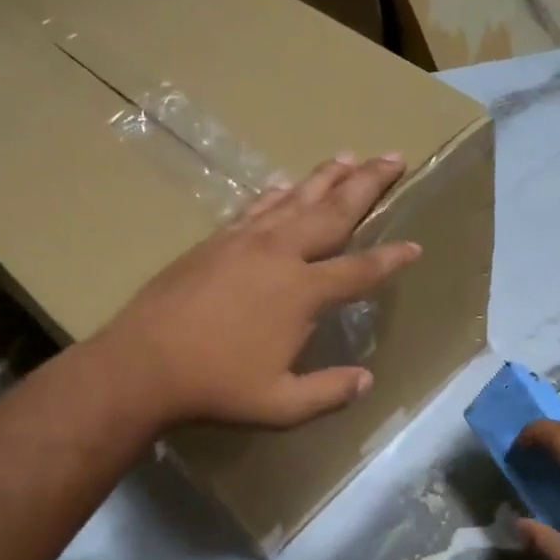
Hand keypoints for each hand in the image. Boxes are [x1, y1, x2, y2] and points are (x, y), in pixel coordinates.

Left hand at [95, 154, 421, 428]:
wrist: (144, 362)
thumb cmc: (216, 385)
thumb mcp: (281, 404)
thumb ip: (329, 392)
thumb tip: (367, 381)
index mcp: (303, 292)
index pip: (360, 269)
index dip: (392, 259)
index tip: (415, 246)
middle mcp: (281, 254)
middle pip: (334, 212)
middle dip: (369, 184)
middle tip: (395, 158)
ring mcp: (246, 241)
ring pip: (296, 198)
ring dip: (326, 176)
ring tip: (351, 156)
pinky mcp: (217, 240)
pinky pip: (256, 207)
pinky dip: (277, 193)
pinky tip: (286, 184)